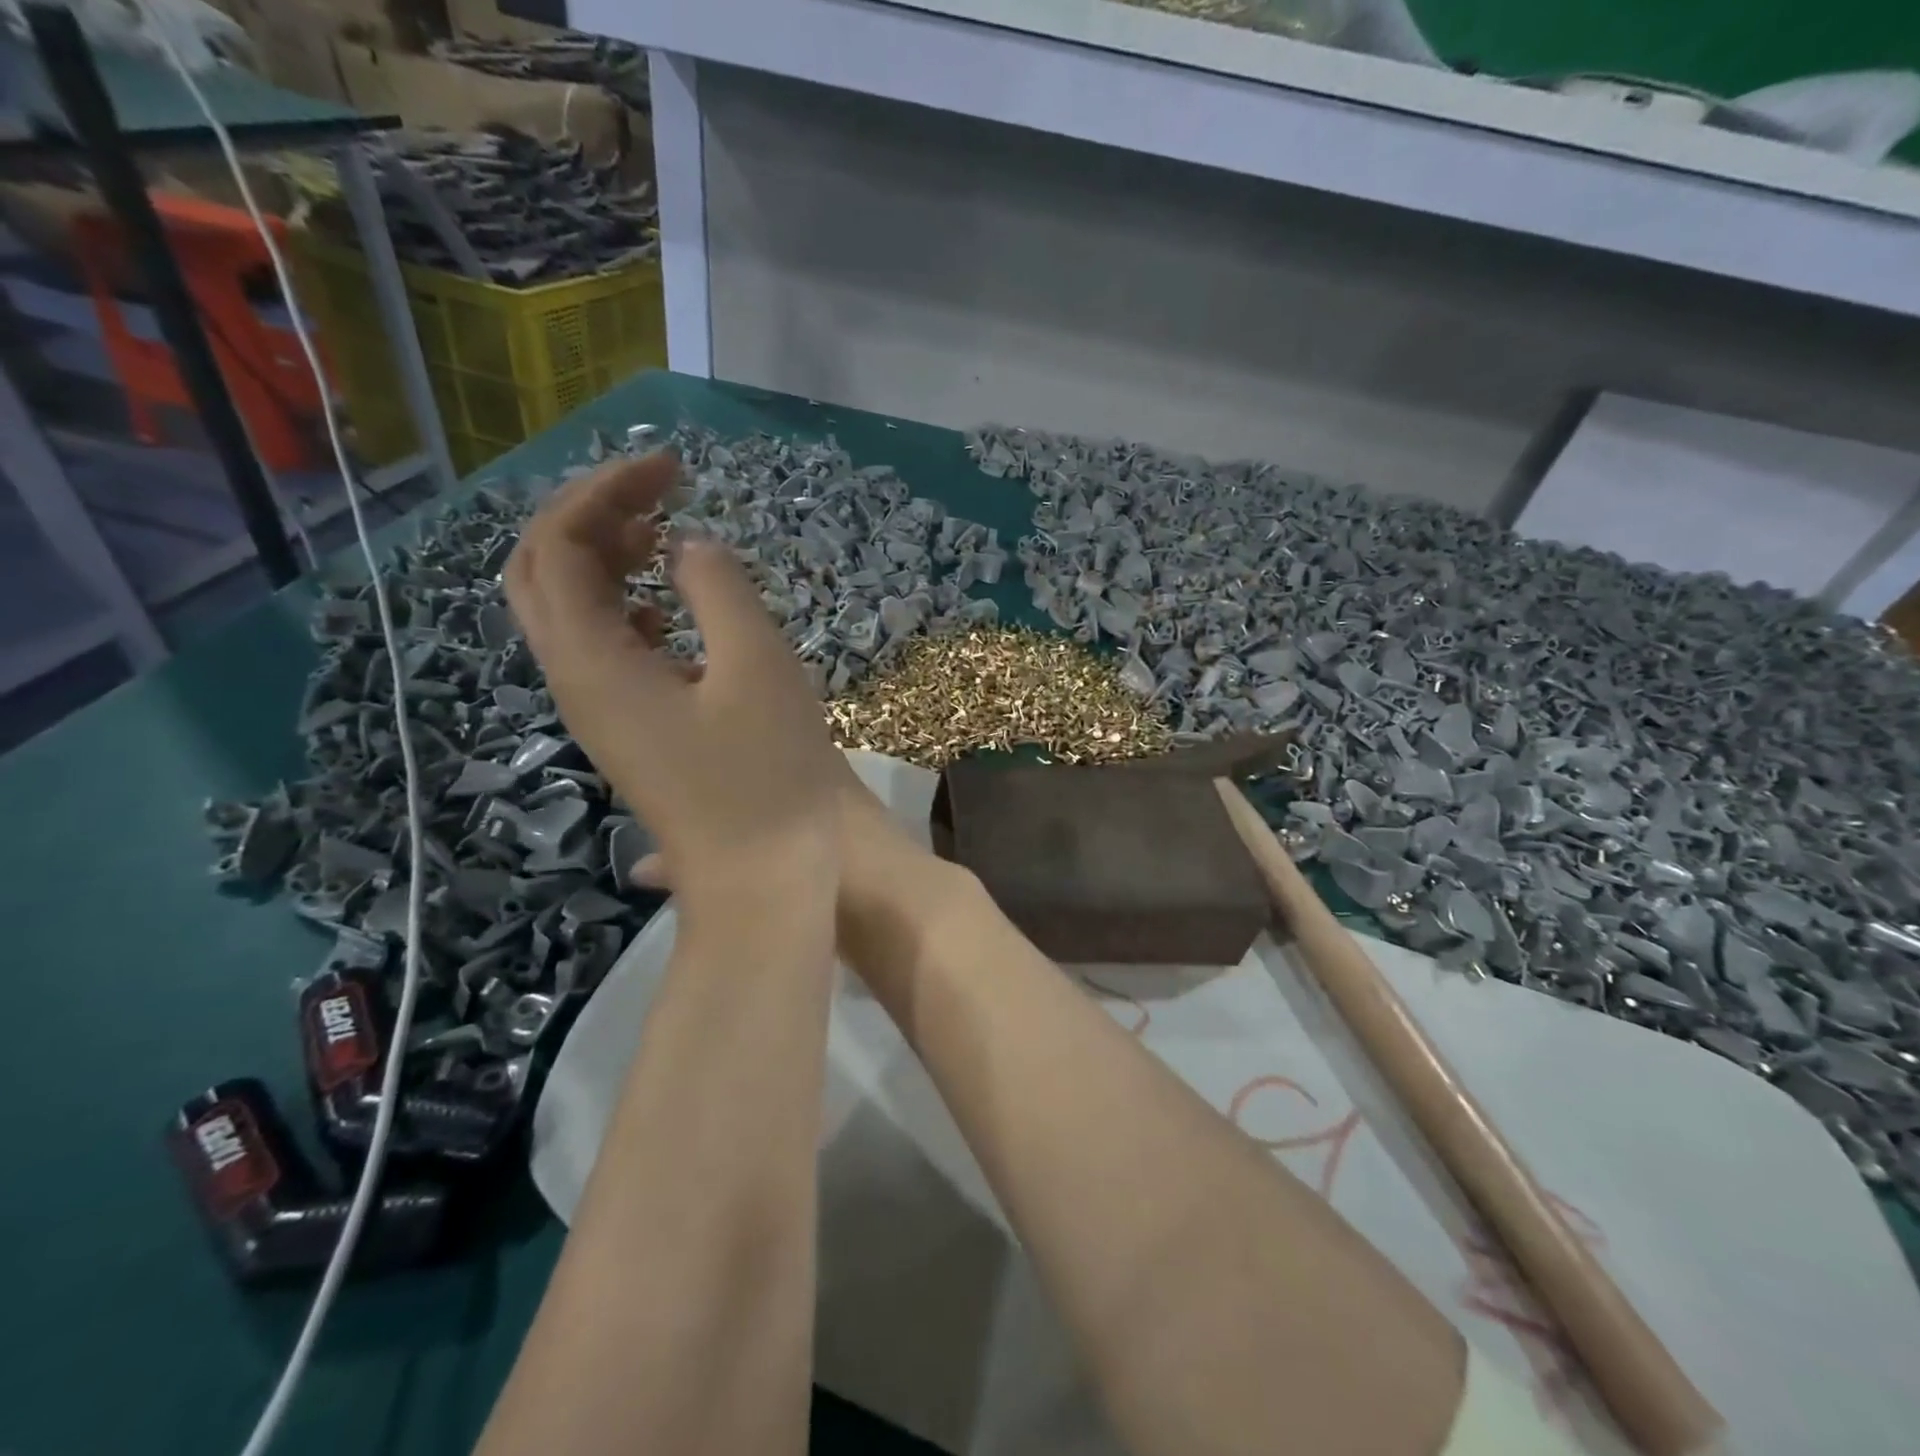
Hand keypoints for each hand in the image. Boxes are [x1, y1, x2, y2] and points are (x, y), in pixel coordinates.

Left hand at [504, 451, 843, 912]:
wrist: (763, 880)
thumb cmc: (768, 776)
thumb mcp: (757, 667)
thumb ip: (717, 588)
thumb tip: (686, 547)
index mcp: (592, 662)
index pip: (559, 545)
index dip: (604, 492)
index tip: (671, 468)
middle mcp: (575, 683)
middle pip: (542, 574)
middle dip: (590, 518)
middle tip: (657, 494)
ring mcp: (597, 712)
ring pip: (568, 613)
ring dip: (603, 561)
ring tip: (663, 537)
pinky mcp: (628, 732)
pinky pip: (601, 650)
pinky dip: (624, 608)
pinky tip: (670, 612)